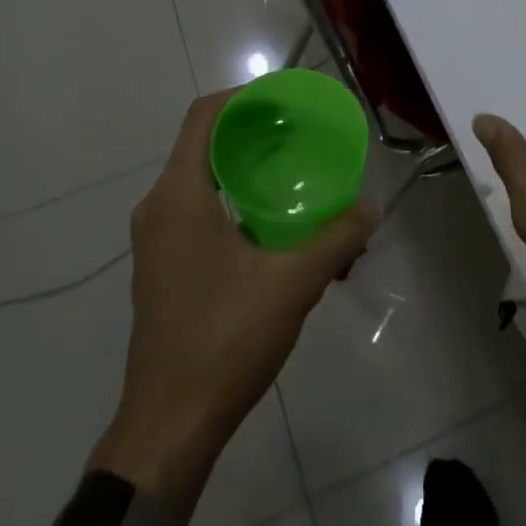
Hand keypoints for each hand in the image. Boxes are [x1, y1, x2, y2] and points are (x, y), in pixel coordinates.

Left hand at [89, 90, 376, 523]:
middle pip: (204, 144)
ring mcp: (156, 240)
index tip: (285, 100)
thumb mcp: (292, 284)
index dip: (243, 98)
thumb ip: (336, 238)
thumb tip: (370, 208)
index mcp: (178, 196)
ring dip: (244, 169)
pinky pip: (198, 210)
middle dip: (252, 132)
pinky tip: (273, 226)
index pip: (204, 116)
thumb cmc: (223, 340)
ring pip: (201, 179)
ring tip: (293, 175)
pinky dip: (233, 200)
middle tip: (300, 134)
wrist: (169, 428)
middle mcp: (159, 207)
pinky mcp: (163, 267)